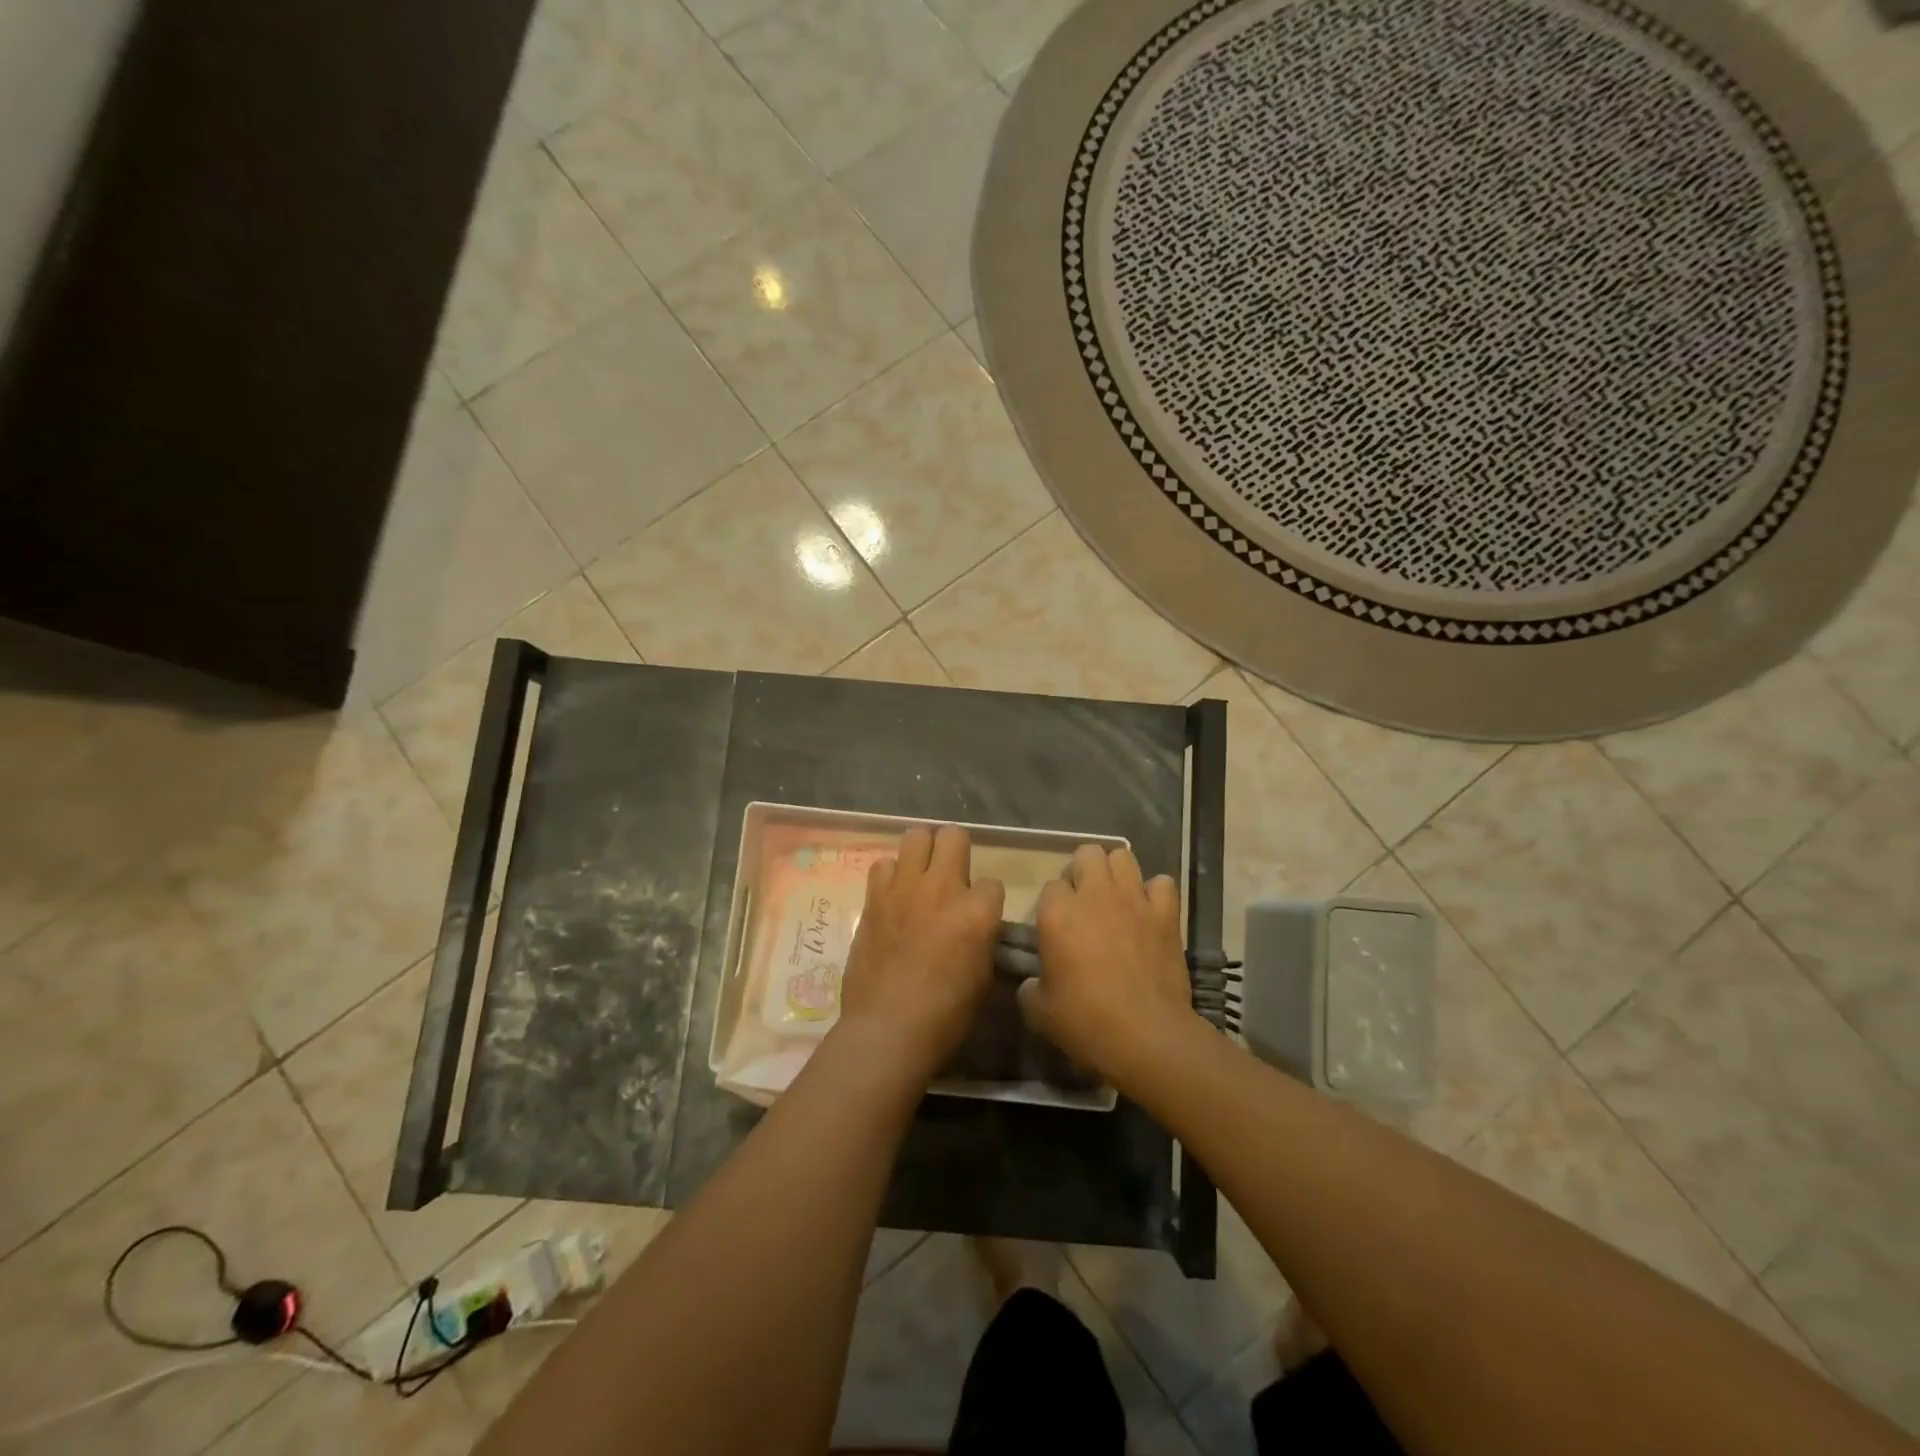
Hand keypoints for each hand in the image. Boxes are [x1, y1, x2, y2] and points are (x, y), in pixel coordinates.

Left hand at [838, 825, 1003, 1078]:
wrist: (887, 1029)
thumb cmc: (945, 1016)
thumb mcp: (983, 978)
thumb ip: (983, 940)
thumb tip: (979, 929)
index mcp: (978, 911)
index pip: (993, 883)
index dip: (987, 900)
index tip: (979, 917)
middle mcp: (943, 888)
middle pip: (954, 836)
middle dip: (957, 851)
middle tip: (951, 877)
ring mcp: (905, 888)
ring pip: (916, 836)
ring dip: (922, 853)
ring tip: (920, 877)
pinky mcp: (874, 897)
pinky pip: (883, 864)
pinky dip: (891, 875)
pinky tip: (893, 896)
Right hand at [1017, 845, 1198, 1084]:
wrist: (1145, 1036)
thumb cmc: (1085, 1022)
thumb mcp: (1038, 1011)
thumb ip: (1029, 987)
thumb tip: (1032, 982)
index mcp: (1057, 913)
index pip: (1050, 886)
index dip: (1053, 905)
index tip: (1056, 927)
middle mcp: (1094, 895)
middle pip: (1087, 854)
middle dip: (1083, 870)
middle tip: (1084, 900)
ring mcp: (1133, 900)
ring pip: (1123, 856)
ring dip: (1117, 872)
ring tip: (1116, 896)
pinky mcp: (1165, 914)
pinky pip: (1162, 883)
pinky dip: (1155, 893)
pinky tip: (1150, 911)